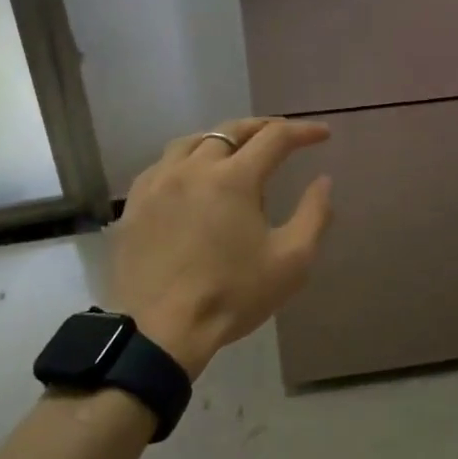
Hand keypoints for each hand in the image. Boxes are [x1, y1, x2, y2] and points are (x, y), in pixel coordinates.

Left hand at [109, 118, 333, 377]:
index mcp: (234, 178)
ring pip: (192, 142)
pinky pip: (162, 166)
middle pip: (231, 131)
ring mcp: (158, 183)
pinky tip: (191, 178)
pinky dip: (186, 161)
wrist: (159, 330)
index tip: (322, 134)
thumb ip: (314, 215)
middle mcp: (193, 168)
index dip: (303, 131)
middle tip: (283, 134)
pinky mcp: (134, 204)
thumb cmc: (232, 296)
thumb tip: (323, 181)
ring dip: (221, 140)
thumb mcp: (291, 261)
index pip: (275, 137)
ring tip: (236, 151)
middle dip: (262, 127)